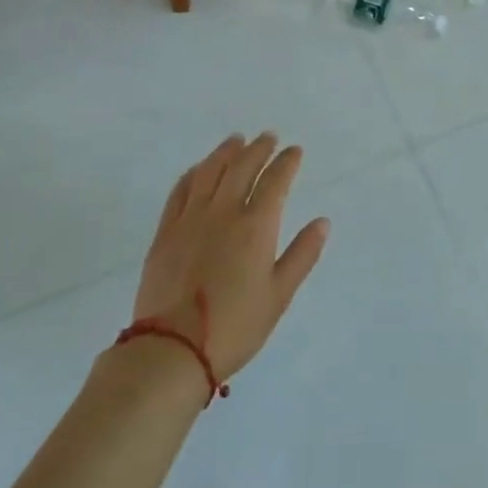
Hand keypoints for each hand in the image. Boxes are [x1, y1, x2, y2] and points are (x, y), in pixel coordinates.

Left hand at [131, 133, 329, 383]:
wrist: (173, 349)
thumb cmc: (235, 326)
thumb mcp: (279, 295)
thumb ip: (302, 254)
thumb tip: (322, 222)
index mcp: (255, 227)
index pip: (275, 181)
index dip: (287, 162)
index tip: (295, 151)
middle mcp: (223, 212)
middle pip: (242, 167)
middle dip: (258, 149)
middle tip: (268, 137)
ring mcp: (190, 219)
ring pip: (209, 172)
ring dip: (225, 152)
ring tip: (236, 140)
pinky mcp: (166, 232)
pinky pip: (180, 191)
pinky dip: (193, 173)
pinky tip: (199, 169)